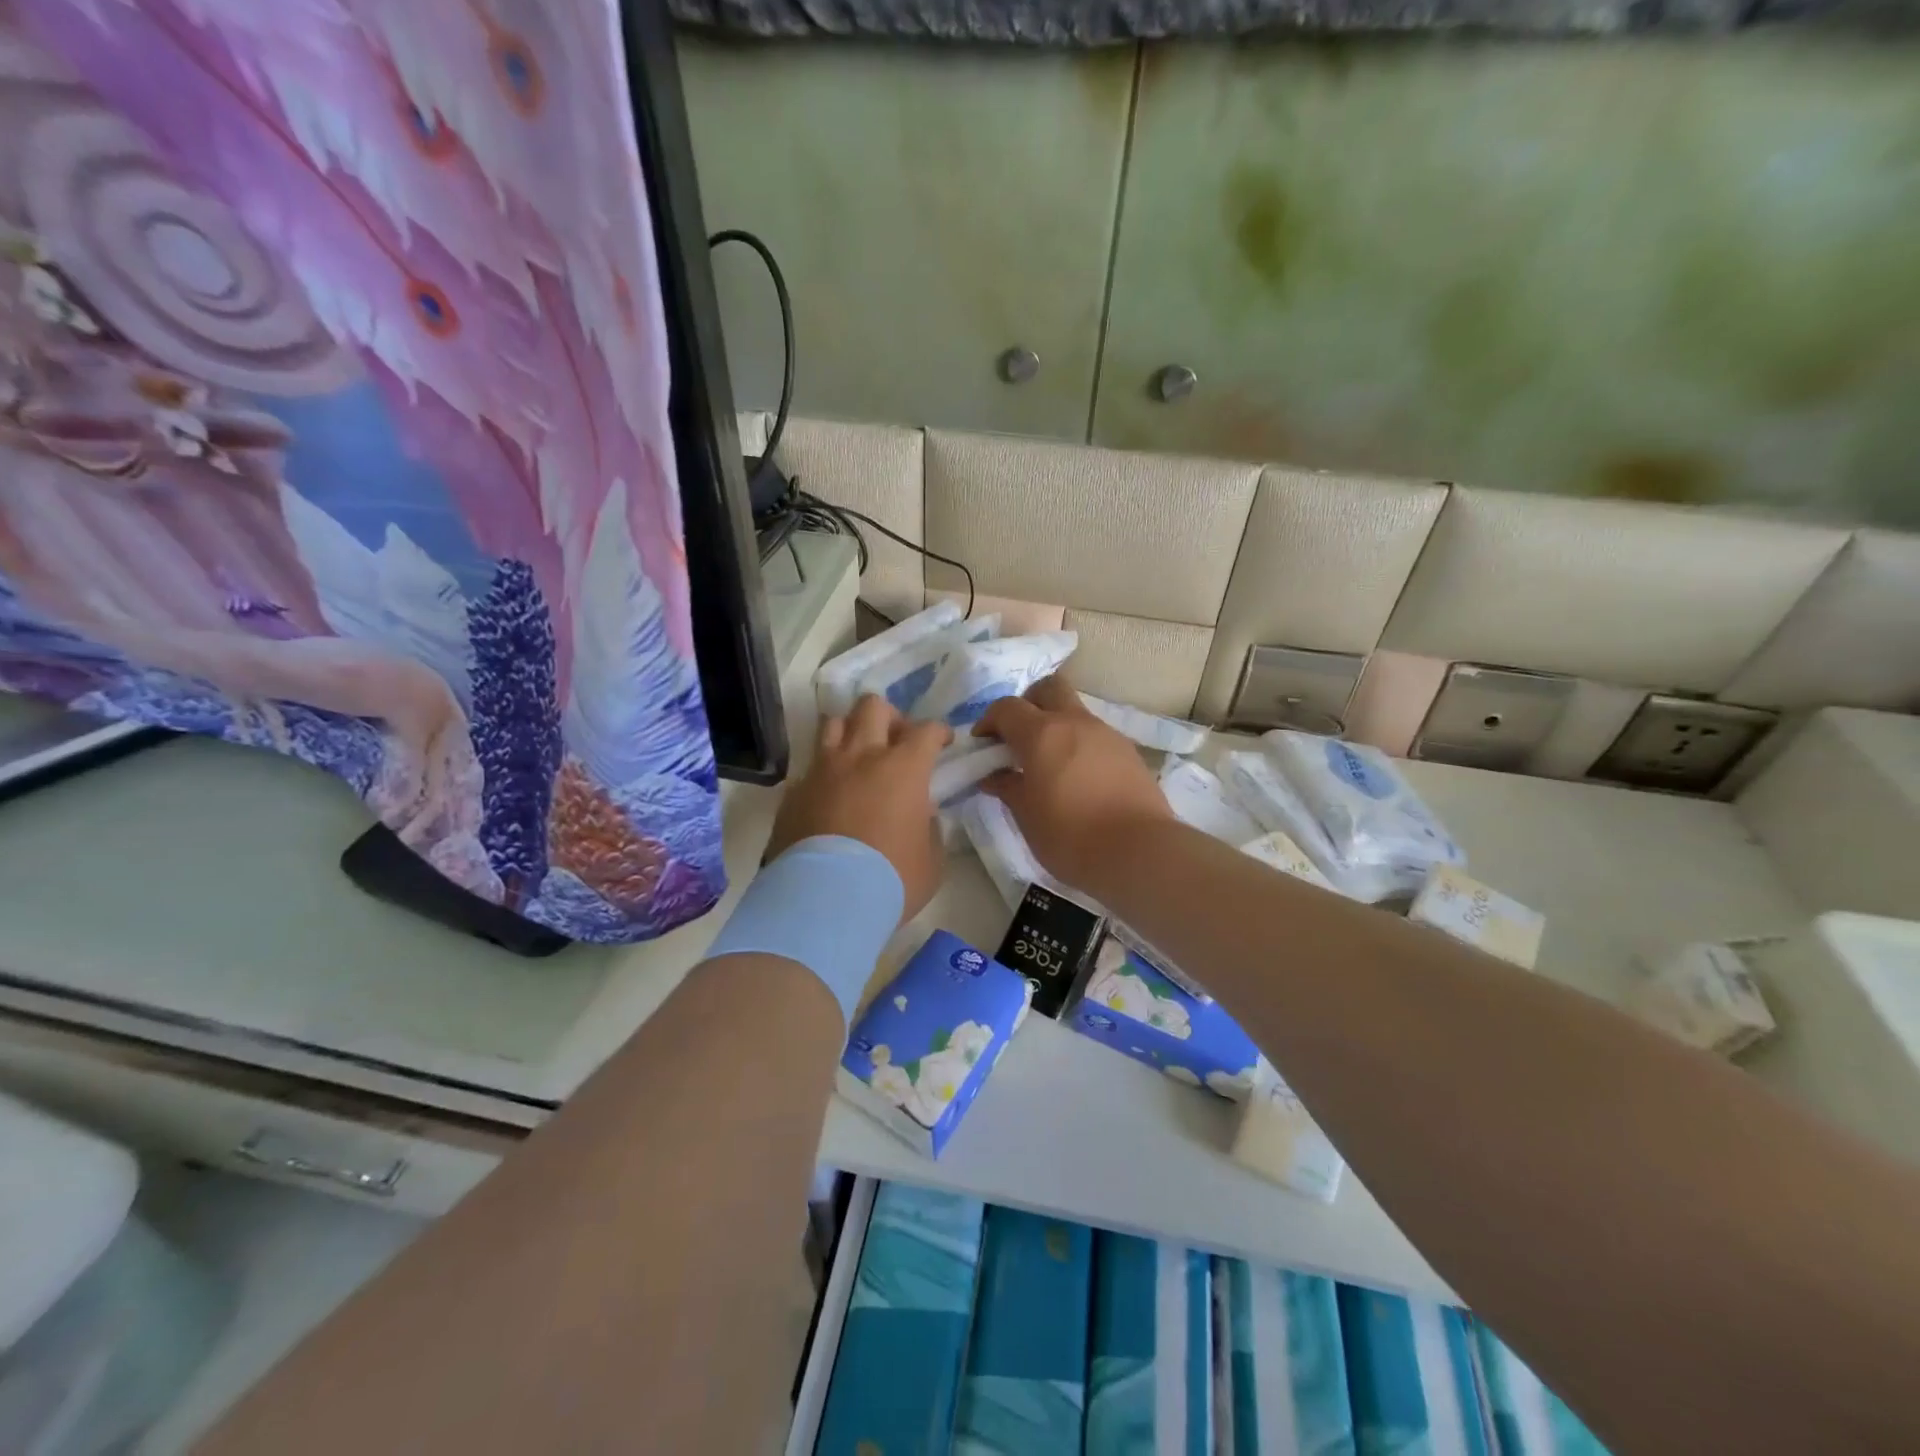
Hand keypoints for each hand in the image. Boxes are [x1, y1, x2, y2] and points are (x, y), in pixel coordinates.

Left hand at [767, 695, 952, 923]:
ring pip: (833, 723)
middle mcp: (861, 757)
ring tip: (857, 757)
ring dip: (850, 733)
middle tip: (895, 741)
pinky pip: (810, 767)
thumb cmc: (891, 880)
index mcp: (903, 768)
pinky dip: (824, 773)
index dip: (939, 733)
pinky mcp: (793, 792)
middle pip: (872, 707)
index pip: (926, 730)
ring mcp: (822, 771)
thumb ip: (929, 827)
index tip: (942, 743)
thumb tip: (921, 815)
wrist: (825, 902)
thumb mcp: (931, 860)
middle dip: (889, 717)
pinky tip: (829, 795)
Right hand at [977, 675, 1174, 891]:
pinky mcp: (1129, 752)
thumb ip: (1007, 787)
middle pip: (1048, 689)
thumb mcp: (1027, 816)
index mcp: (1042, 733)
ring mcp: (1106, 734)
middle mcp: (1075, 722)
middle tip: (1019, 738)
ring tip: (1049, 765)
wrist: (1139, 852)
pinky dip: (1080, 746)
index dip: (989, 721)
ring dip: (1057, 727)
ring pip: (1075, 712)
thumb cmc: (1070, 835)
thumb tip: (993, 776)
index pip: (1006, 708)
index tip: (982, 746)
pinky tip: (1079, 779)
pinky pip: (1096, 737)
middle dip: (1028, 705)